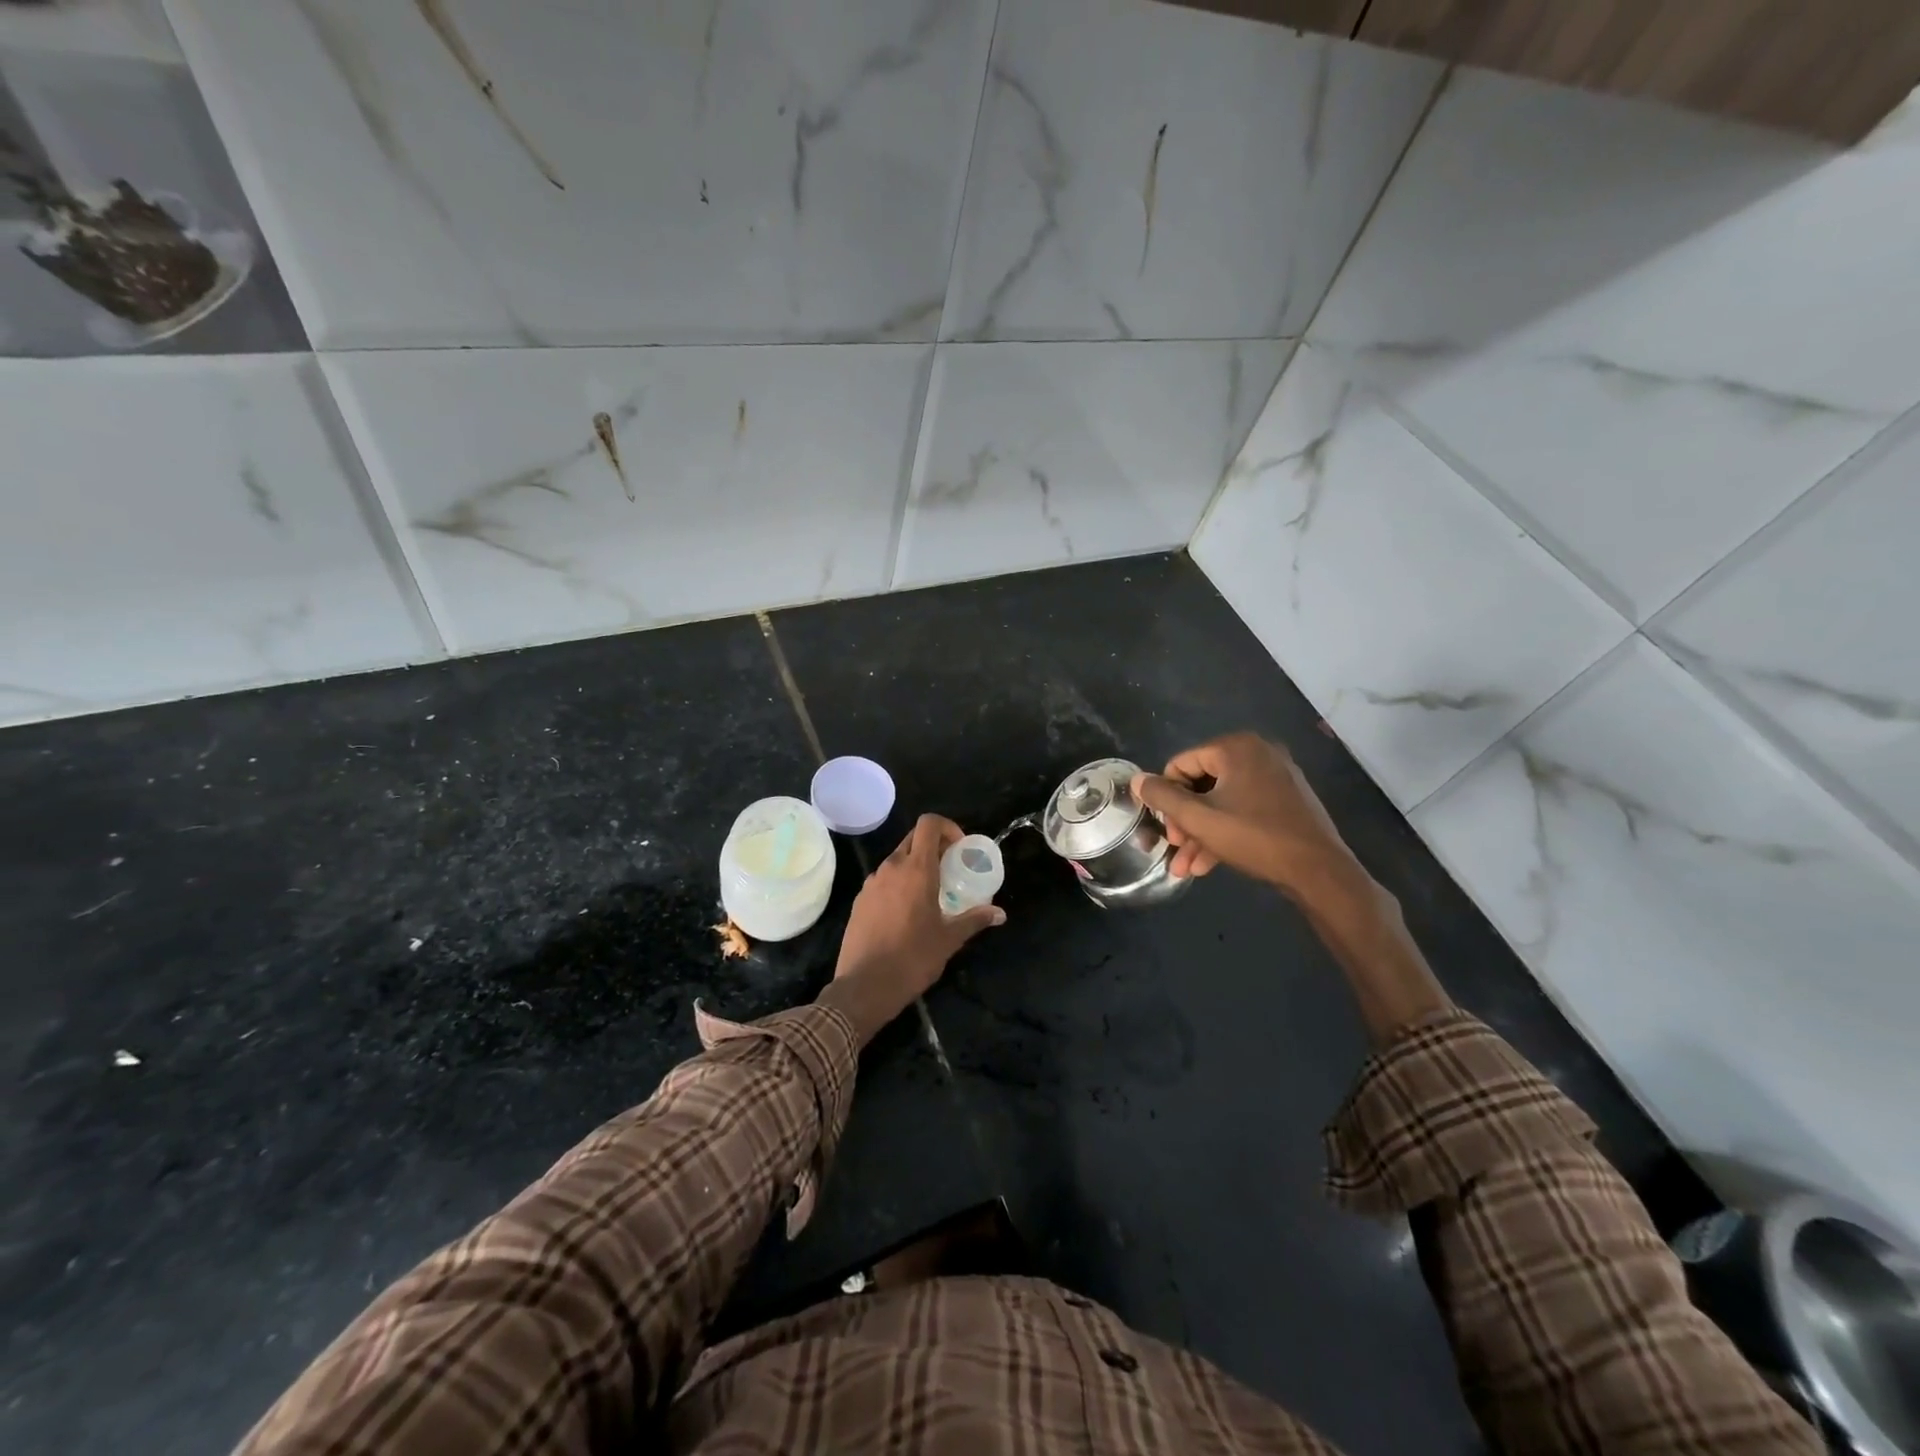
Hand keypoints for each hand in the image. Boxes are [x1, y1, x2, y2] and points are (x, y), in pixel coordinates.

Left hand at [822, 814, 1004, 1044]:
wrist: (864, 986)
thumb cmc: (912, 958)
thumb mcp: (949, 939)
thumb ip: (974, 920)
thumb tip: (1000, 914)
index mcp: (916, 869)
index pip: (928, 824)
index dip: (947, 827)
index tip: (959, 848)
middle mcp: (891, 868)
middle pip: (913, 839)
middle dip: (933, 846)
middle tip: (950, 868)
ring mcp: (871, 883)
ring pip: (896, 860)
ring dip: (915, 866)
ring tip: (930, 893)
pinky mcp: (859, 900)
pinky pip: (883, 880)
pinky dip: (898, 884)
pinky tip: (906, 912)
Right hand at [1131, 732, 1361, 894]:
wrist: (1319, 870)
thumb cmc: (1255, 837)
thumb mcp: (1199, 819)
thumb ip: (1163, 797)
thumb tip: (1137, 780)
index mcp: (1235, 748)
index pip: (1181, 764)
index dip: (1166, 798)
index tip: (1165, 830)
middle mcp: (1257, 753)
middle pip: (1202, 784)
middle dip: (1184, 822)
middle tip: (1175, 849)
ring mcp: (1275, 776)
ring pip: (1222, 801)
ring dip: (1200, 833)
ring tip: (1186, 867)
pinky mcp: (1286, 799)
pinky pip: (1243, 808)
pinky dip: (1224, 831)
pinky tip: (1208, 864)